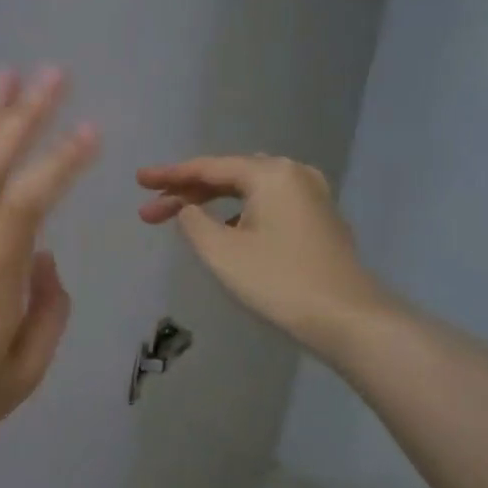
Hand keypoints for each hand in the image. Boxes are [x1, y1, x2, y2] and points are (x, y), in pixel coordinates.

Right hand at [137, 155, 383, 361]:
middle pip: (229, 176)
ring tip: (180, 219)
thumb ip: (194, 222)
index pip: (208, 168)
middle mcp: (294, 174)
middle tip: (151, 209)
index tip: (138, 180)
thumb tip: (189, 209)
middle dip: (187, 192)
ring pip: (249, 191)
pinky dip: (239, 213)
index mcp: (271, 173)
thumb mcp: (222, 253)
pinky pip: (267, 205)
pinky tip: (223, 231)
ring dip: (213, 203)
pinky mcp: (319, 220)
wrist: (349, 319)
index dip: (169, 175)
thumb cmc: (279, 282)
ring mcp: (312, 196)